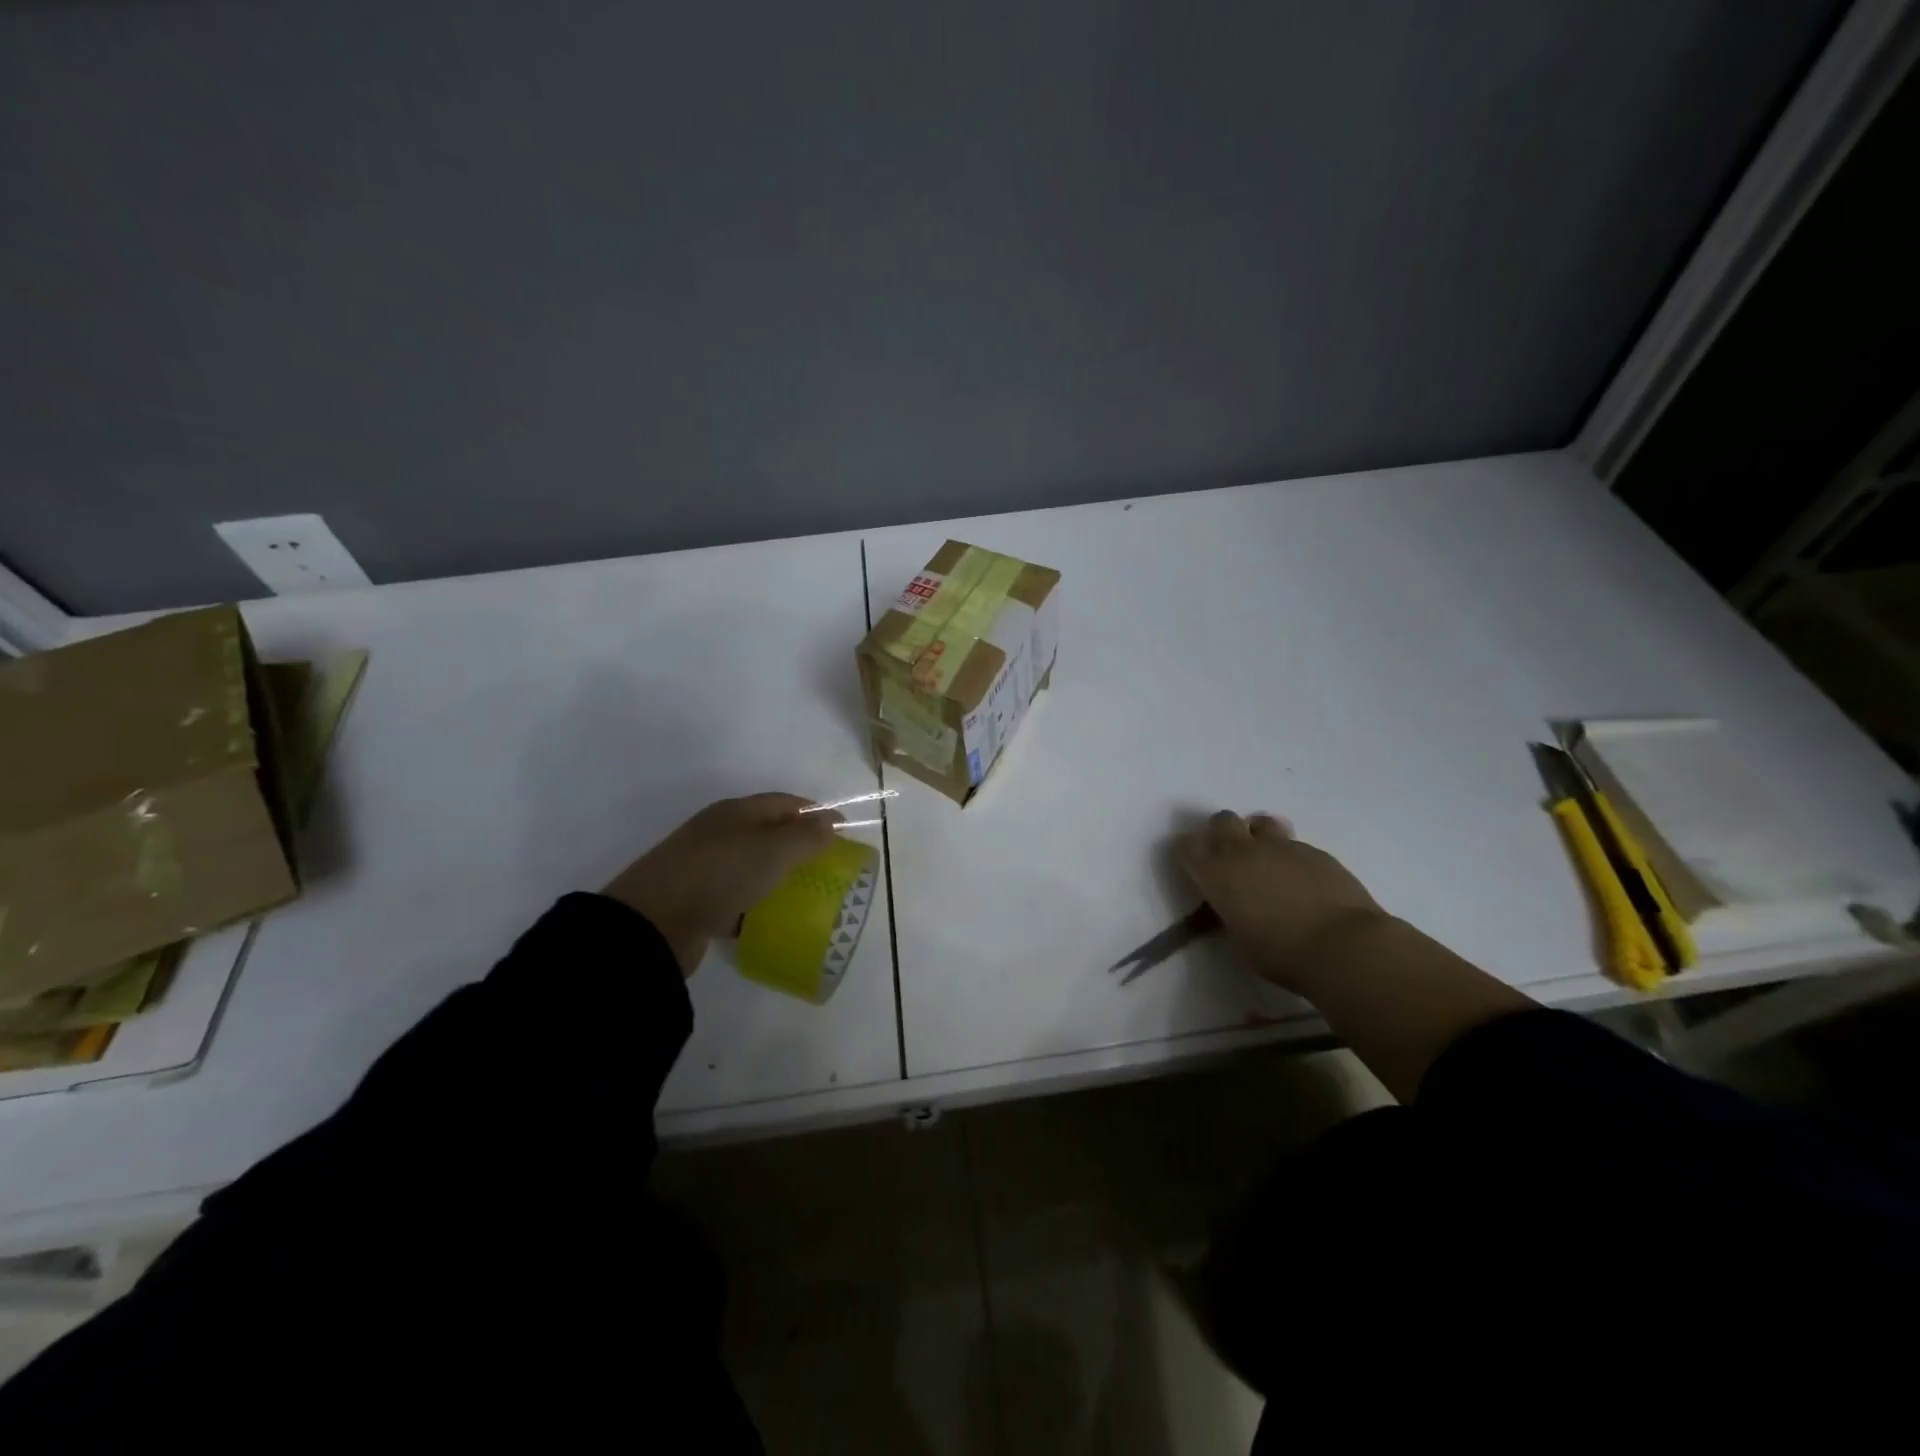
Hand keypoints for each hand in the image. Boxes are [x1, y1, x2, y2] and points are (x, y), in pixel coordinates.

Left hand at [603, 793, 841, 974]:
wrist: (653, 922)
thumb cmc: (721, 874)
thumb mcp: (773, 851)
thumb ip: (806, 836)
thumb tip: (829, 822)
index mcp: (736, 812)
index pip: (784, 802)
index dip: (815, 812)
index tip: (843, 830)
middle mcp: (718, 832)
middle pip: (766, 831)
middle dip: (796, 844)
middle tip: (825, 864)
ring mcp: (702, 866)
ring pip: (749, 864)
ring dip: (774, 874)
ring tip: (802, 892)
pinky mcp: (693, 899)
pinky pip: (733, 896)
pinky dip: (752, 904)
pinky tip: (767, 918)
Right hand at [1175, 811, 1385, 992]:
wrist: (1343, 946)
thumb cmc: (1281, 954)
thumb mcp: (1239, 940)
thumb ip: (1230, 912)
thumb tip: (1233, 904)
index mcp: (1216, 874)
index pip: (1185, 847)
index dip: (1186, 853)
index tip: (1192, 866)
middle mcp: (1244, 851)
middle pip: (1222, 821)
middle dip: (1221, 833)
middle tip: (1230, 858)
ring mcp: (1281, 846)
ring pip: (1260, 823)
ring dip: (1257, 836)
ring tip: (1267, 860)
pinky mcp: (1315, 851)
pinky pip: (1293, 843)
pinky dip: (1290, 856)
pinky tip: (1302, 880)